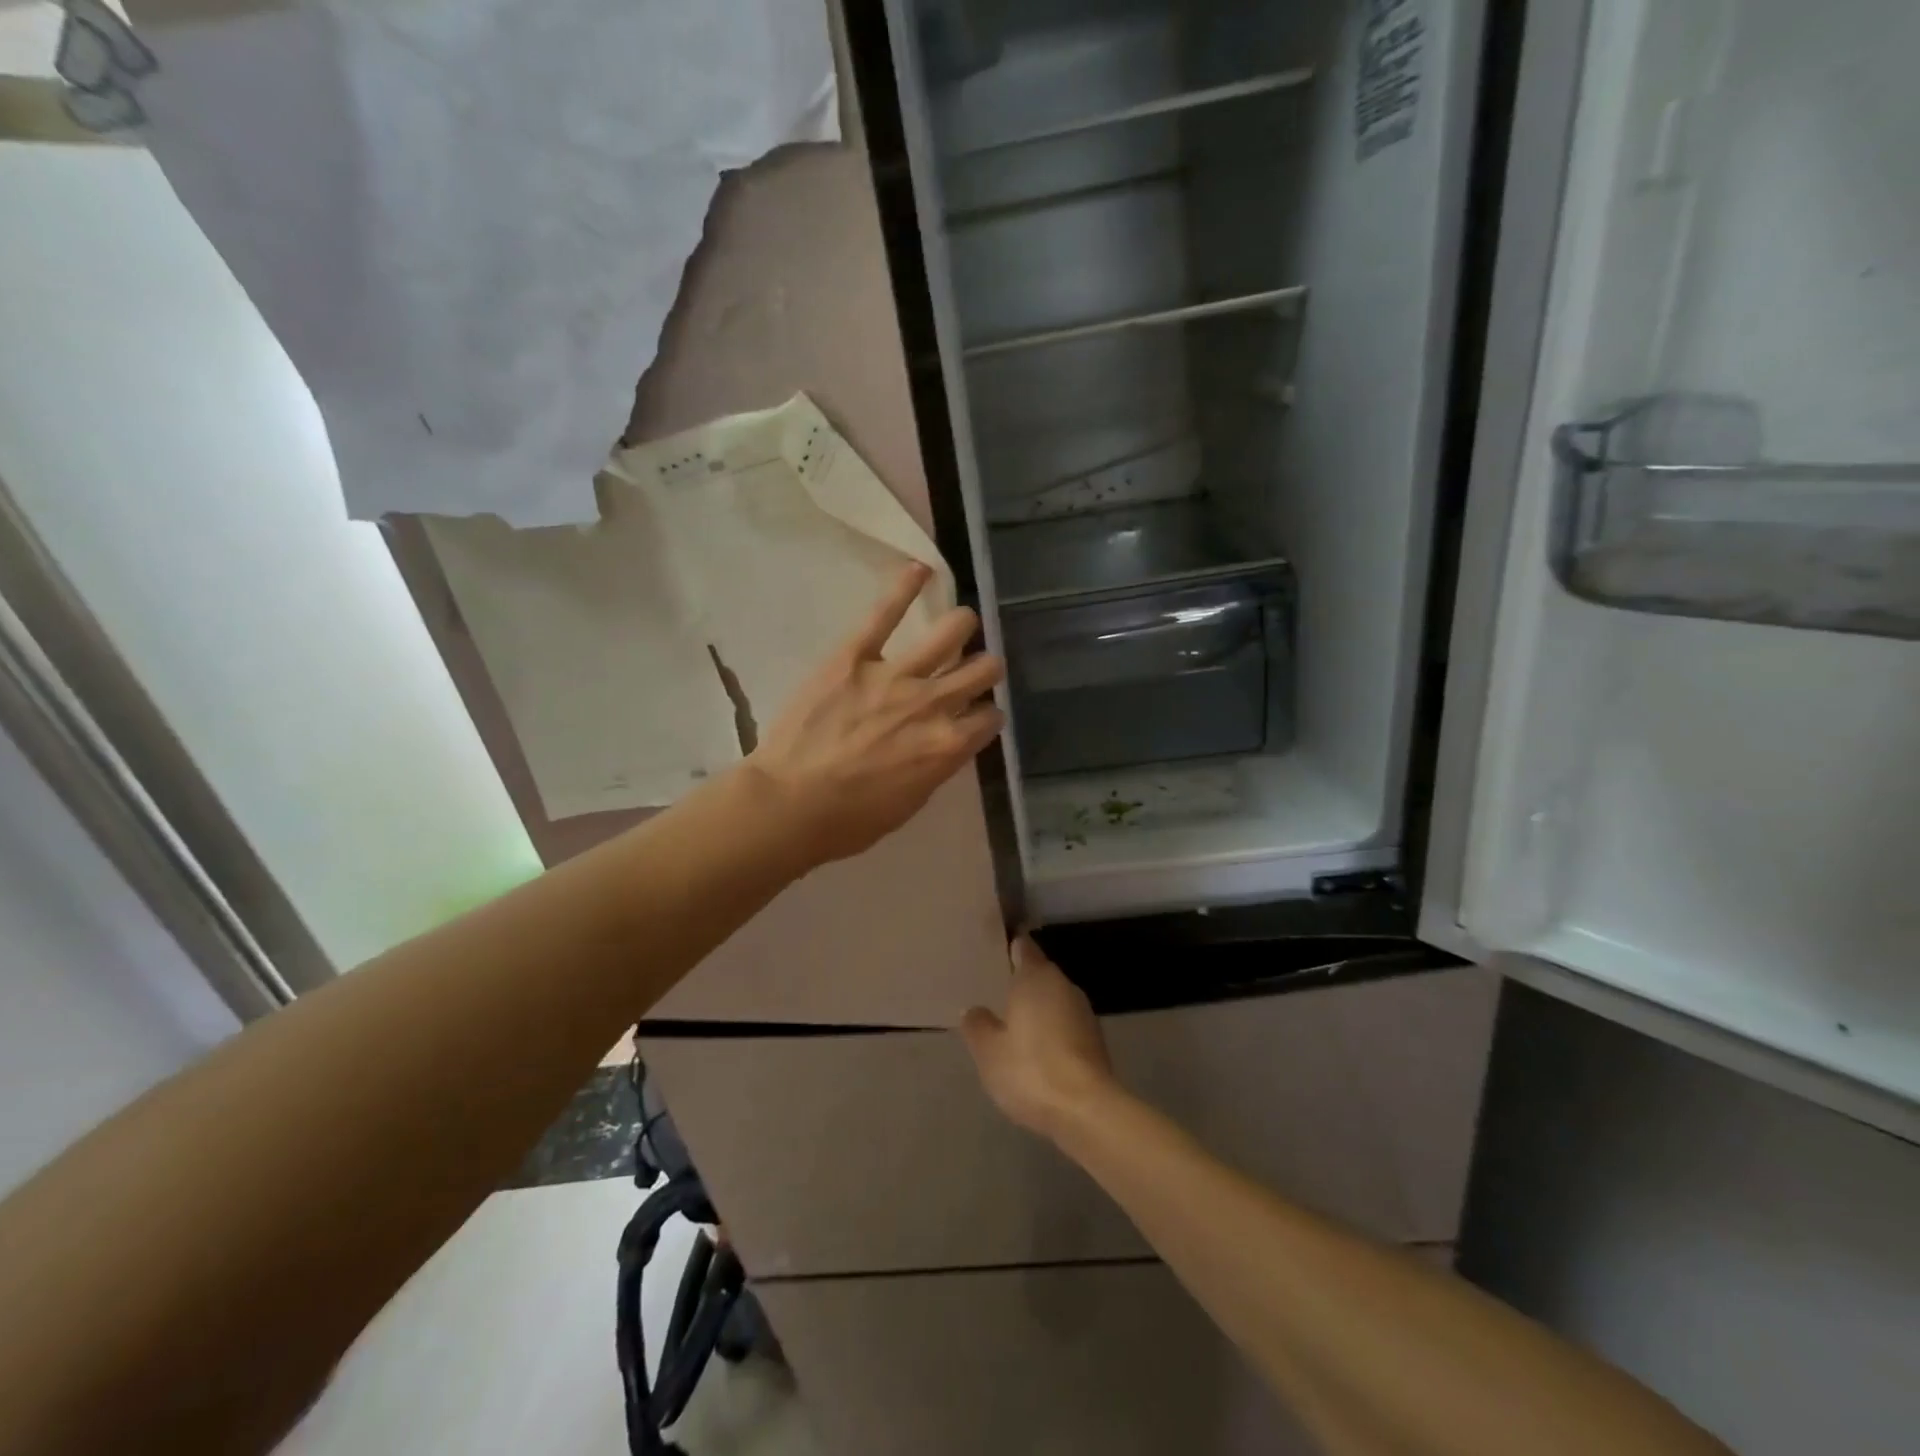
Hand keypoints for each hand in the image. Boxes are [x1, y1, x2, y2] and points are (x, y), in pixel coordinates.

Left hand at [746, 563, 1004, 865]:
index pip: (989, 718)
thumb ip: (935, 767)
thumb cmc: (849, 820)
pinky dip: (905, 587)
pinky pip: (885, 613)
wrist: (790, 805)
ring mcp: (895, 675)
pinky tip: (921, 569)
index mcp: (948, 746)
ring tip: (962, 624)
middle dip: (986, 669)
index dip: (988, 716)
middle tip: (977, 669)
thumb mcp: (909, 804)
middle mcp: (933, 704)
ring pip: (950, 633)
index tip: (980, 716)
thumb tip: (944, 745)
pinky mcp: (854, 656)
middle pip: (981, 671)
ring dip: (963, 627)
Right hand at [960, 936, 1117, 1139]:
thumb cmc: (1031, 1069)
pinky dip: (1051, 1031)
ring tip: (1011, 1025)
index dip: (1009, 947)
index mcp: (1036, 977)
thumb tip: (974, 1010)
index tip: (993, 953)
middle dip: (1020, 982)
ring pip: (1053, 1000)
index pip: (1023, 947)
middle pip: (1039, 973)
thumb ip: (977, 1025)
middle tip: (994, 993)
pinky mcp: (1095, 1040)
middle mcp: (1063, 985)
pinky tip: (1036, 1052)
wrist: (1086, 1110)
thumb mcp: (988, 1050)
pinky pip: (1065, 1024)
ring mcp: (1084, 1012)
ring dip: (1036, 1009)